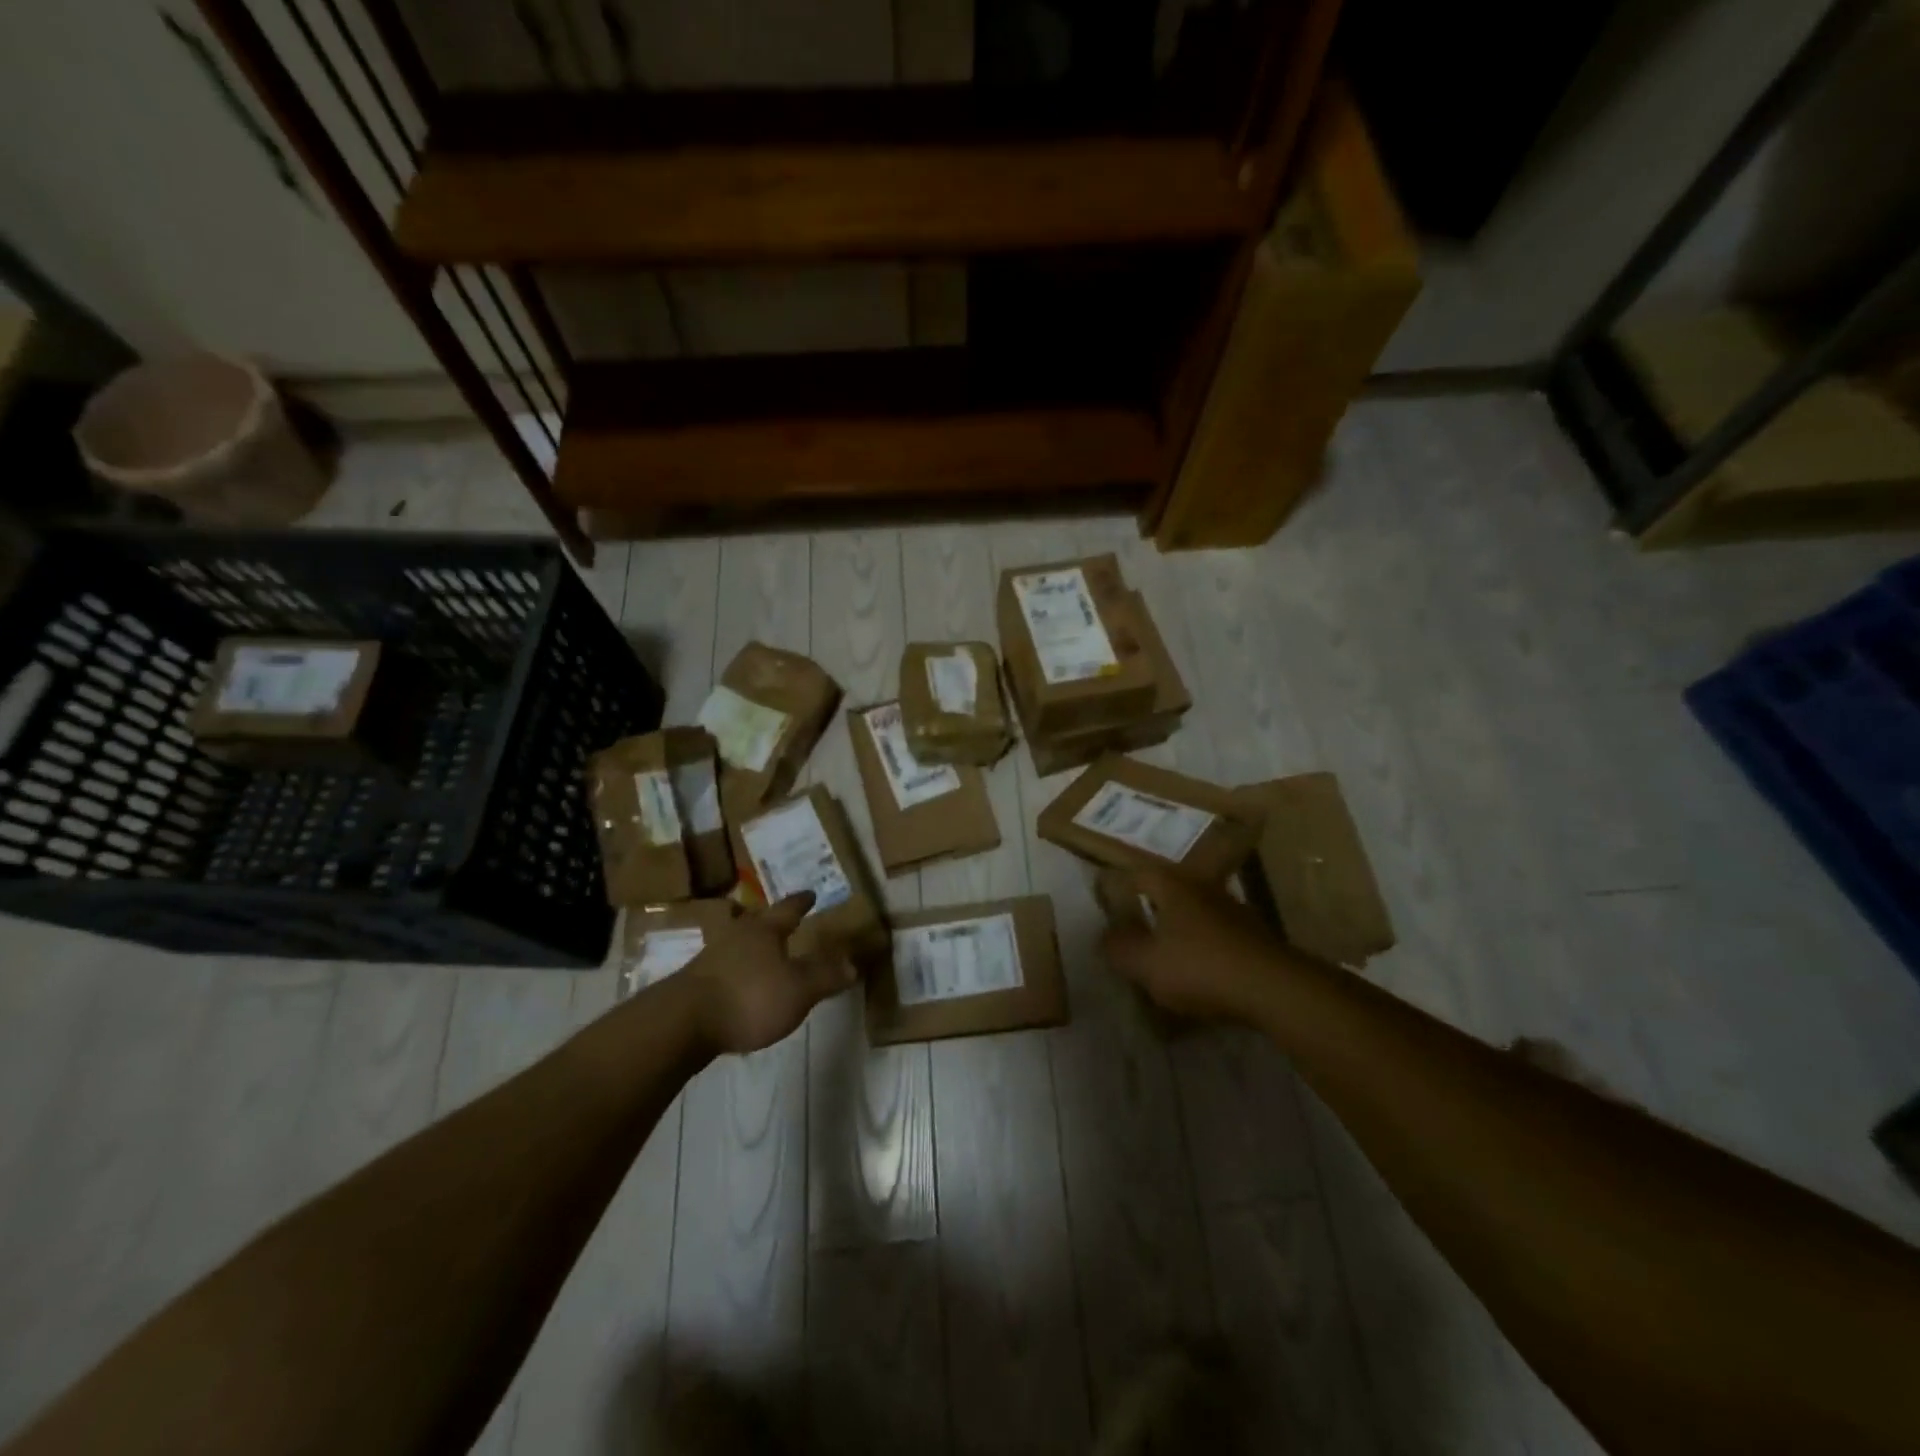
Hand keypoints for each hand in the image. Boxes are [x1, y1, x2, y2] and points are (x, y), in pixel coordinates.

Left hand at [682, 893, 857, 1054]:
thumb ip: (825, 976)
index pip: (788, 909)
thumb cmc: (749, 997)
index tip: (811, 893)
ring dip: (752, 947)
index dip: (801, 902)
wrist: (681, 1024)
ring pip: (738, 944)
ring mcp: (711, 959)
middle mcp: (736, 936)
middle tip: (785, 920)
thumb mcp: (798, 989)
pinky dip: (737, 971)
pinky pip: (724, 969)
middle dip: (772, 922)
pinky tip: (741, 985)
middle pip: (758, 923)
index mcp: (764, 930)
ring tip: (764, 953)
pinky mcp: (695, 984)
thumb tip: (853, 963)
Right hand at [1101, 870, 1289, 1024]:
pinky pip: (1218, 937)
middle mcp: (1203, 888)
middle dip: (1151, 909)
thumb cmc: (1199, 967)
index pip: (1139, 874)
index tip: (1107, 902)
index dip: (1120, 887)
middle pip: (1170, 892)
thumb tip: (1104, 936)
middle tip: (1134, 929)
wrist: (1273, 988)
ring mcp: (1233, 911)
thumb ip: (1118, 948)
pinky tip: (1200, 973)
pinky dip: (1205, 949)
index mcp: (1173, 887)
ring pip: (1196, 914)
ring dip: (1181, 930)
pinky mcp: (1255, 937)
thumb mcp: (1145, 963)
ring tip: (1166, 954)